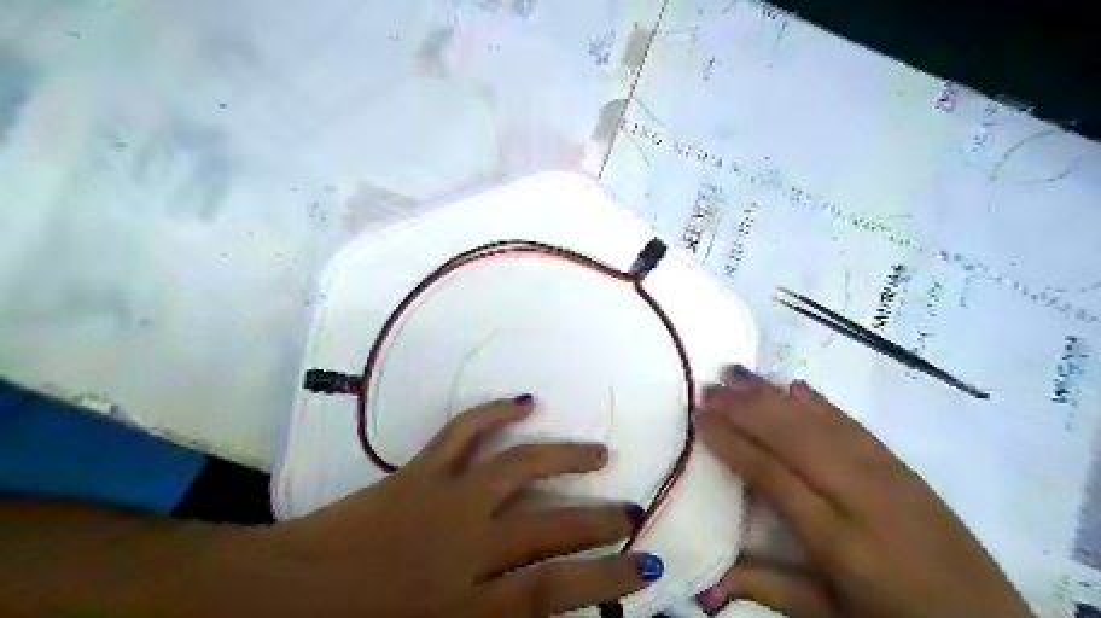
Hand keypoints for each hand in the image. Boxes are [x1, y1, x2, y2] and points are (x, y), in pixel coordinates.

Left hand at [192, 397, 660, 617]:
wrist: (285, 596)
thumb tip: (546, 611)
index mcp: (466, 604)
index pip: (555, 591)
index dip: (606, 578)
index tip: (645, 566)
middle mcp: (466, 546)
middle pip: (549, 525)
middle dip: (598, 519)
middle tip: (631, 510)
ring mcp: (445, 498)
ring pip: (519, 466)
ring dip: (564, 457)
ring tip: (598, 453)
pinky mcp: (420, 470)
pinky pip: (464, 431)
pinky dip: (495, 411)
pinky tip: (524, 401)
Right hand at [685, 366, 1033, 617]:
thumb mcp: (825, 614)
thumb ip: (764, 587)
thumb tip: (702, 585)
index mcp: (838, 540)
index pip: (772, 474)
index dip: (732, 442)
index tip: (700, 417)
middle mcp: (861, 496)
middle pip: (793, 437)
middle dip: (745, 407)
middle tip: (708, 387)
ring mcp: (888, 476)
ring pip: (819, 422)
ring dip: (773, 395)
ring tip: (736, 373)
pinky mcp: (904, 468)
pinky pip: (853, 425)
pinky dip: (819, 403)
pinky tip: (793, 386)